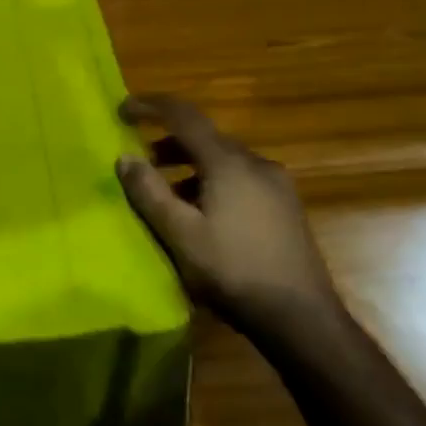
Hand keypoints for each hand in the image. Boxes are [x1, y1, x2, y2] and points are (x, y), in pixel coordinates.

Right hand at [115, 94, 339, 328]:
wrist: (302, 319)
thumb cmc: (234, 271)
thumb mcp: (180, 234)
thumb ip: (149, 192)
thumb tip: (124, 158)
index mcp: (228, 162)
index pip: (184, 116)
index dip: (150, 106)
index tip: (122, 110)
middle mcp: (256, 163)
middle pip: (205, 137)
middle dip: (168, 142)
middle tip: (140, 160)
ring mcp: (276, 185)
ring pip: (224, 160)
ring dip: (189, 166)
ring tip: (166, 192)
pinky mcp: (285, 207)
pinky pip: (240, 179)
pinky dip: (212, 182)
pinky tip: (202, 214)